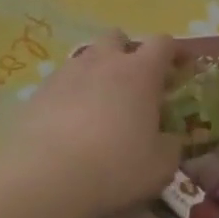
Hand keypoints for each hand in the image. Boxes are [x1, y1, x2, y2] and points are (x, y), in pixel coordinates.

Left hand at [13, 31, 184, 217]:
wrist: (45, 180)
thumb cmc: (116, 167)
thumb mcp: (161, 165)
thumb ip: (170, 145)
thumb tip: (169, 138)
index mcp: (140, 72)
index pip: (163, 43)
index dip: (175, 52)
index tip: (181, 67)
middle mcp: (103, 62)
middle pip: (117, 37)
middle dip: (127, 52)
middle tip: (133, 82)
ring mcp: (66, 75)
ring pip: (85, 58)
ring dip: (96, 73)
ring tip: (99, 105)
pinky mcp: (37, 94)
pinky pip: (59, 84)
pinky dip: (69, 96)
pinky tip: (68, 124)